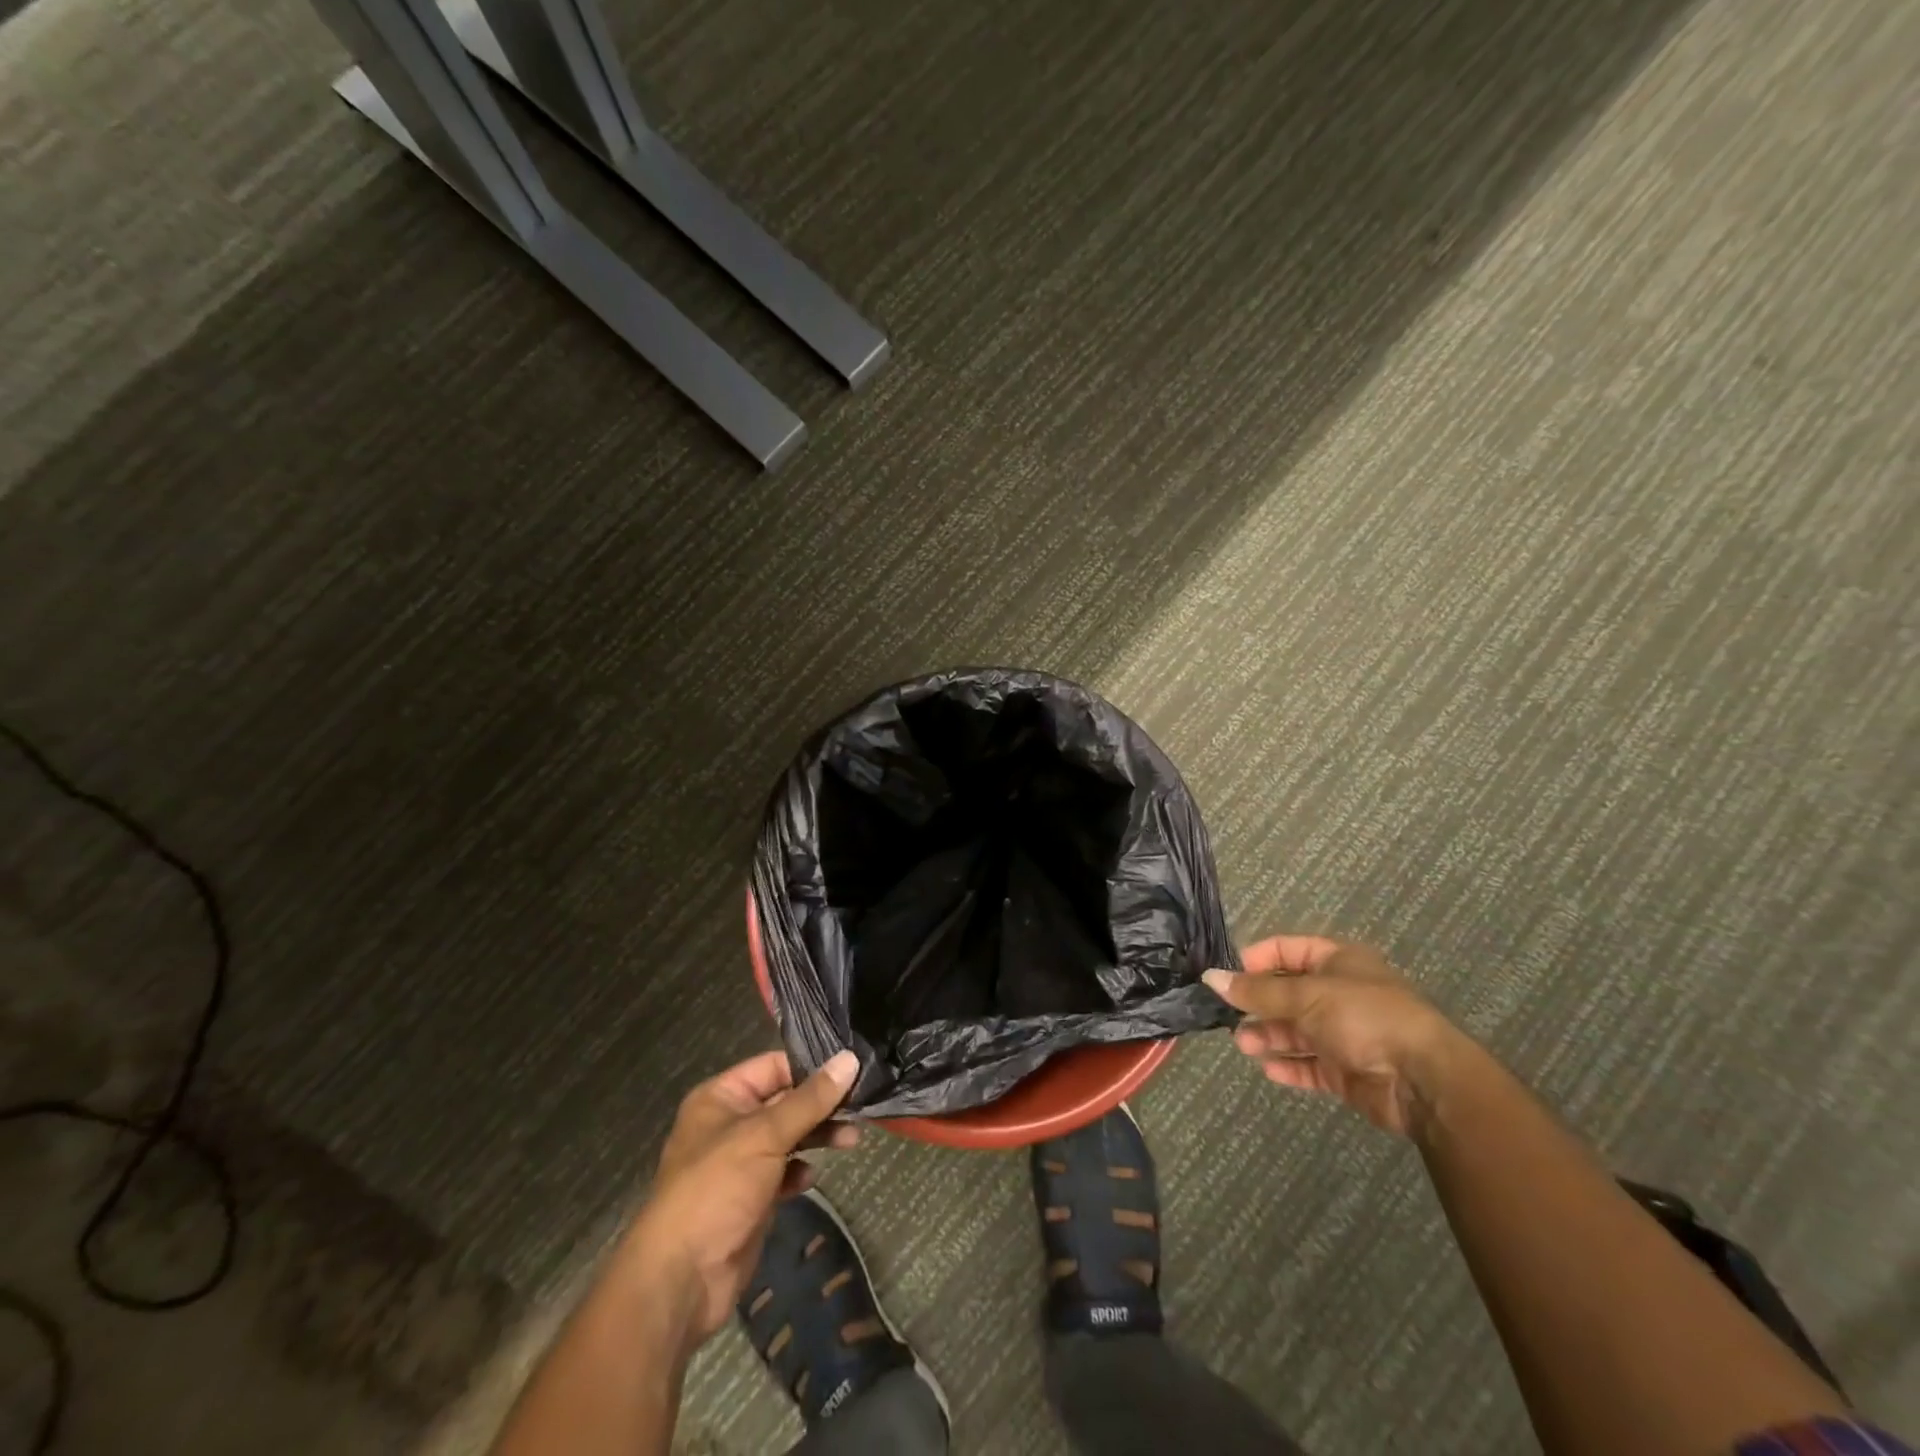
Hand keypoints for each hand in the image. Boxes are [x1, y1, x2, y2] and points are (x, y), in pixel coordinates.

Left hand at [622, 1048, 860, 1344]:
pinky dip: (800, 1170)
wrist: (682, 1279)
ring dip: (819, 1135)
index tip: (853, 1068)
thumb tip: (850, 1059)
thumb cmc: (717, 1188)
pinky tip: (810, 1177)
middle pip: (785, 1101)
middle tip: (862, 1105)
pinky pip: (784, 1171)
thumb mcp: (765, 1135)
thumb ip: (810, 1099)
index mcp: (721, 1097)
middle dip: (822, 1104)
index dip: (811, 1066)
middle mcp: (730, 1123)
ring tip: (852, 1139)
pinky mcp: (751, 1196)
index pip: (774, 1066)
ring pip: (789, 1136)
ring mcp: (741, 1162)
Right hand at [1204, 937, 1467, 1135]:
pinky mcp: (1348, 1070)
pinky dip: (1289, 1066)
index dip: (1256, 959)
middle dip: (1258, 1004)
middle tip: (1227, 1016)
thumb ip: (1257, 990)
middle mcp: (1340, 993)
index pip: (1287, 950)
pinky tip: (1269, 1069)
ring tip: (1243, 1044)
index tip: (1227, 975)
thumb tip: (1210, 978)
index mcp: (1338, 961)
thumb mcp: (1305, 996)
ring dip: (1269, 1035)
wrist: (1423, 1080)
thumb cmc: (1364, 1017)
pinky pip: (1311, 1065)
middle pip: (1288, 993)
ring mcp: (1346, 1033)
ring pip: (1296, 1031)